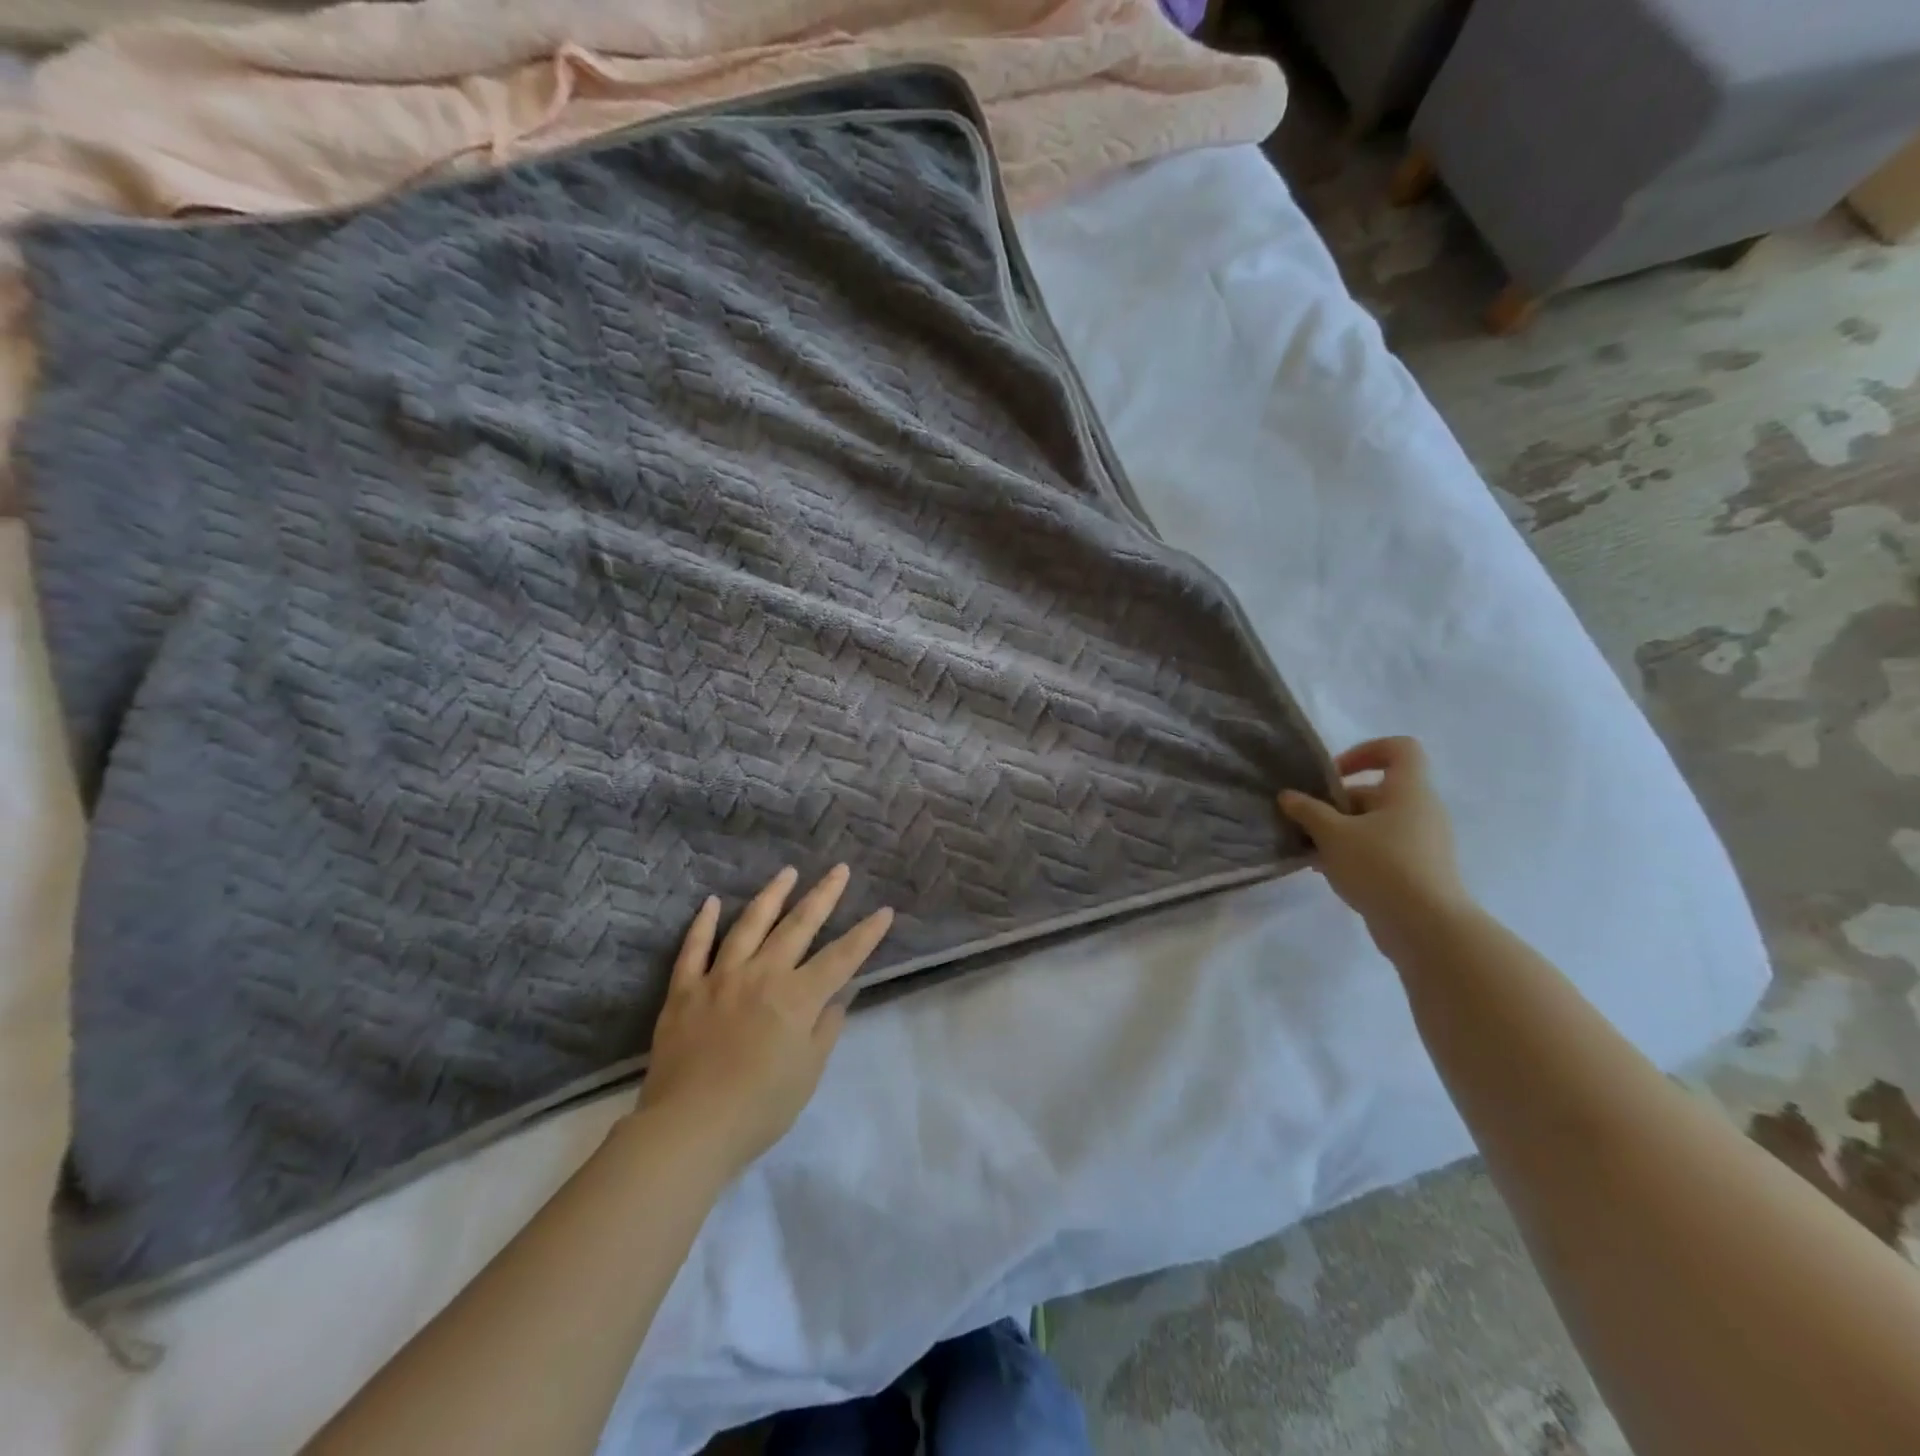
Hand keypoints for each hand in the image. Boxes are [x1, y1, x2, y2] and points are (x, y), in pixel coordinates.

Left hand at [639, 866, 893, 1175]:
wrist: (689, 1128)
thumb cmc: (760, 1108)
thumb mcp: (808, 1073)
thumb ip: (825, 1029)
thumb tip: (837, 998)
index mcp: (797, 997)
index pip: (841, 957)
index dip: (866, 934)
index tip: (884, 911)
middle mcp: (762, 974)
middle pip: (798, 926)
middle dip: (823, 896)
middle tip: (838, 869)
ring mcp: (720, 978)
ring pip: (749, 925)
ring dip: (772, 896)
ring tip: (788, 872)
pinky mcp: (685, 990)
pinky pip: (694, 949)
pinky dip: (702, 924)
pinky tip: (710, 902)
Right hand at [1279, 737, 1473, 949]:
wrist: (1428, 928)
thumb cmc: (1381, 866)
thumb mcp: (1333, 834)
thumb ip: (1308, 811)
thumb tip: (1289, 796)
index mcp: (1409, 791)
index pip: (1399, 749)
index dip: (1365, 751)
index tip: (1334, 775)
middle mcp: (1422, 811)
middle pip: (1377, 791)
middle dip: (1338, 804)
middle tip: (1307, 823)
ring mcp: (1424, 843)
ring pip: (1376, 824)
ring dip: (1341, 832)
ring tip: (1312, 851)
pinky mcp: (1420, 871)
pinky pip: (1383, 849)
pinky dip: (1356, 854)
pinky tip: (1329, 872)